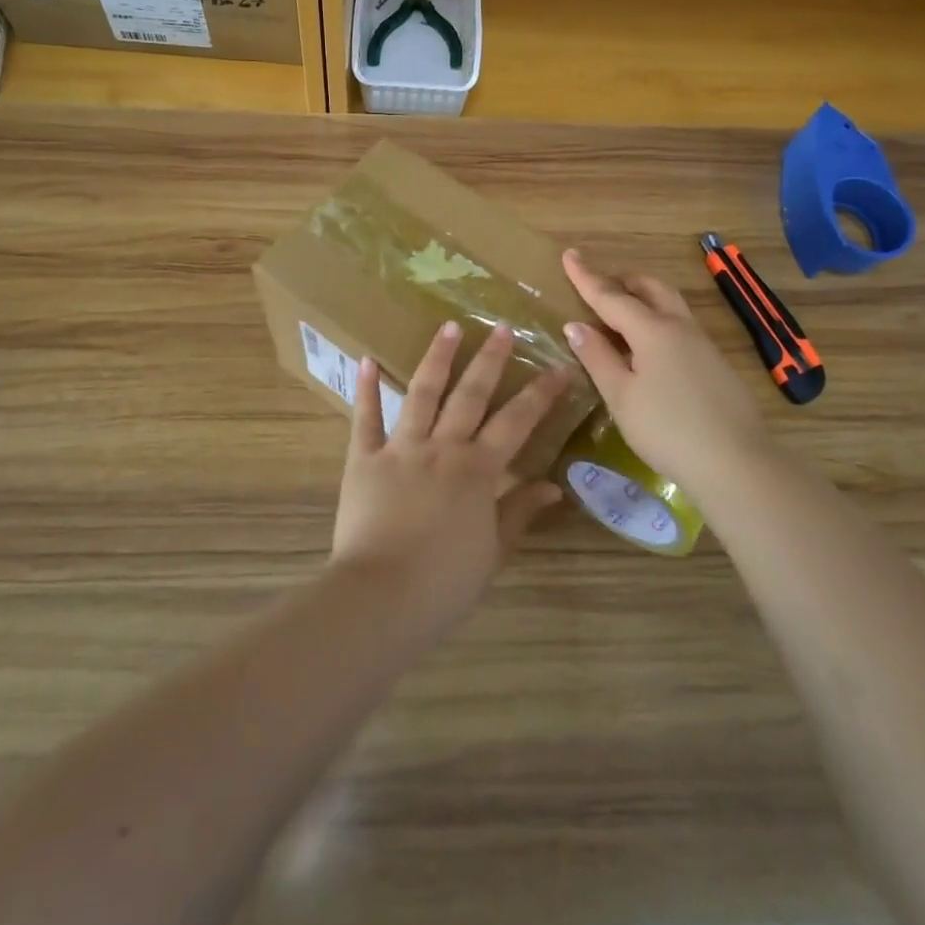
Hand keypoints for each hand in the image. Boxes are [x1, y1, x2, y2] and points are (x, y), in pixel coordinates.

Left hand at [331, 321, 568, 636]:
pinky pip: (365, 418)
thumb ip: (519, 512)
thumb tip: (553, 485)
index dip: (541, 393)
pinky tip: (367, 359)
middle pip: (471, 395)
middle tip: (502, 327)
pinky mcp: (364, 459)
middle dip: (490, 359)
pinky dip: (366, 389)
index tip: (559, 367)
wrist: (381, 597)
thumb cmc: (444, 583)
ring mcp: (401, 448)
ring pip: (422, 393)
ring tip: (448, 327)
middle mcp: (442, 447)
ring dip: (437, 358)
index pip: (517, 422)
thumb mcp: (493, 551)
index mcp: (477, 470)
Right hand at [561, 248, 774, 505]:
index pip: (610, 296)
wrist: (736, 462)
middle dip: (621, 281)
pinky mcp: (715, 363)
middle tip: (597, 288)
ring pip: (669, 304)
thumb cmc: (667, 429)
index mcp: (652, 330)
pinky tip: (649, 349)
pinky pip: (680, 325)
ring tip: (620, 315)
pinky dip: (657, 320)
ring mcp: (702, 344)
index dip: (586, 276)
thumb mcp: (621, 396)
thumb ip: (597, 357)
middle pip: (650, 288)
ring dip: (643, 298)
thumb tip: (576, 325)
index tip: (569, 254)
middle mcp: (679, 327)